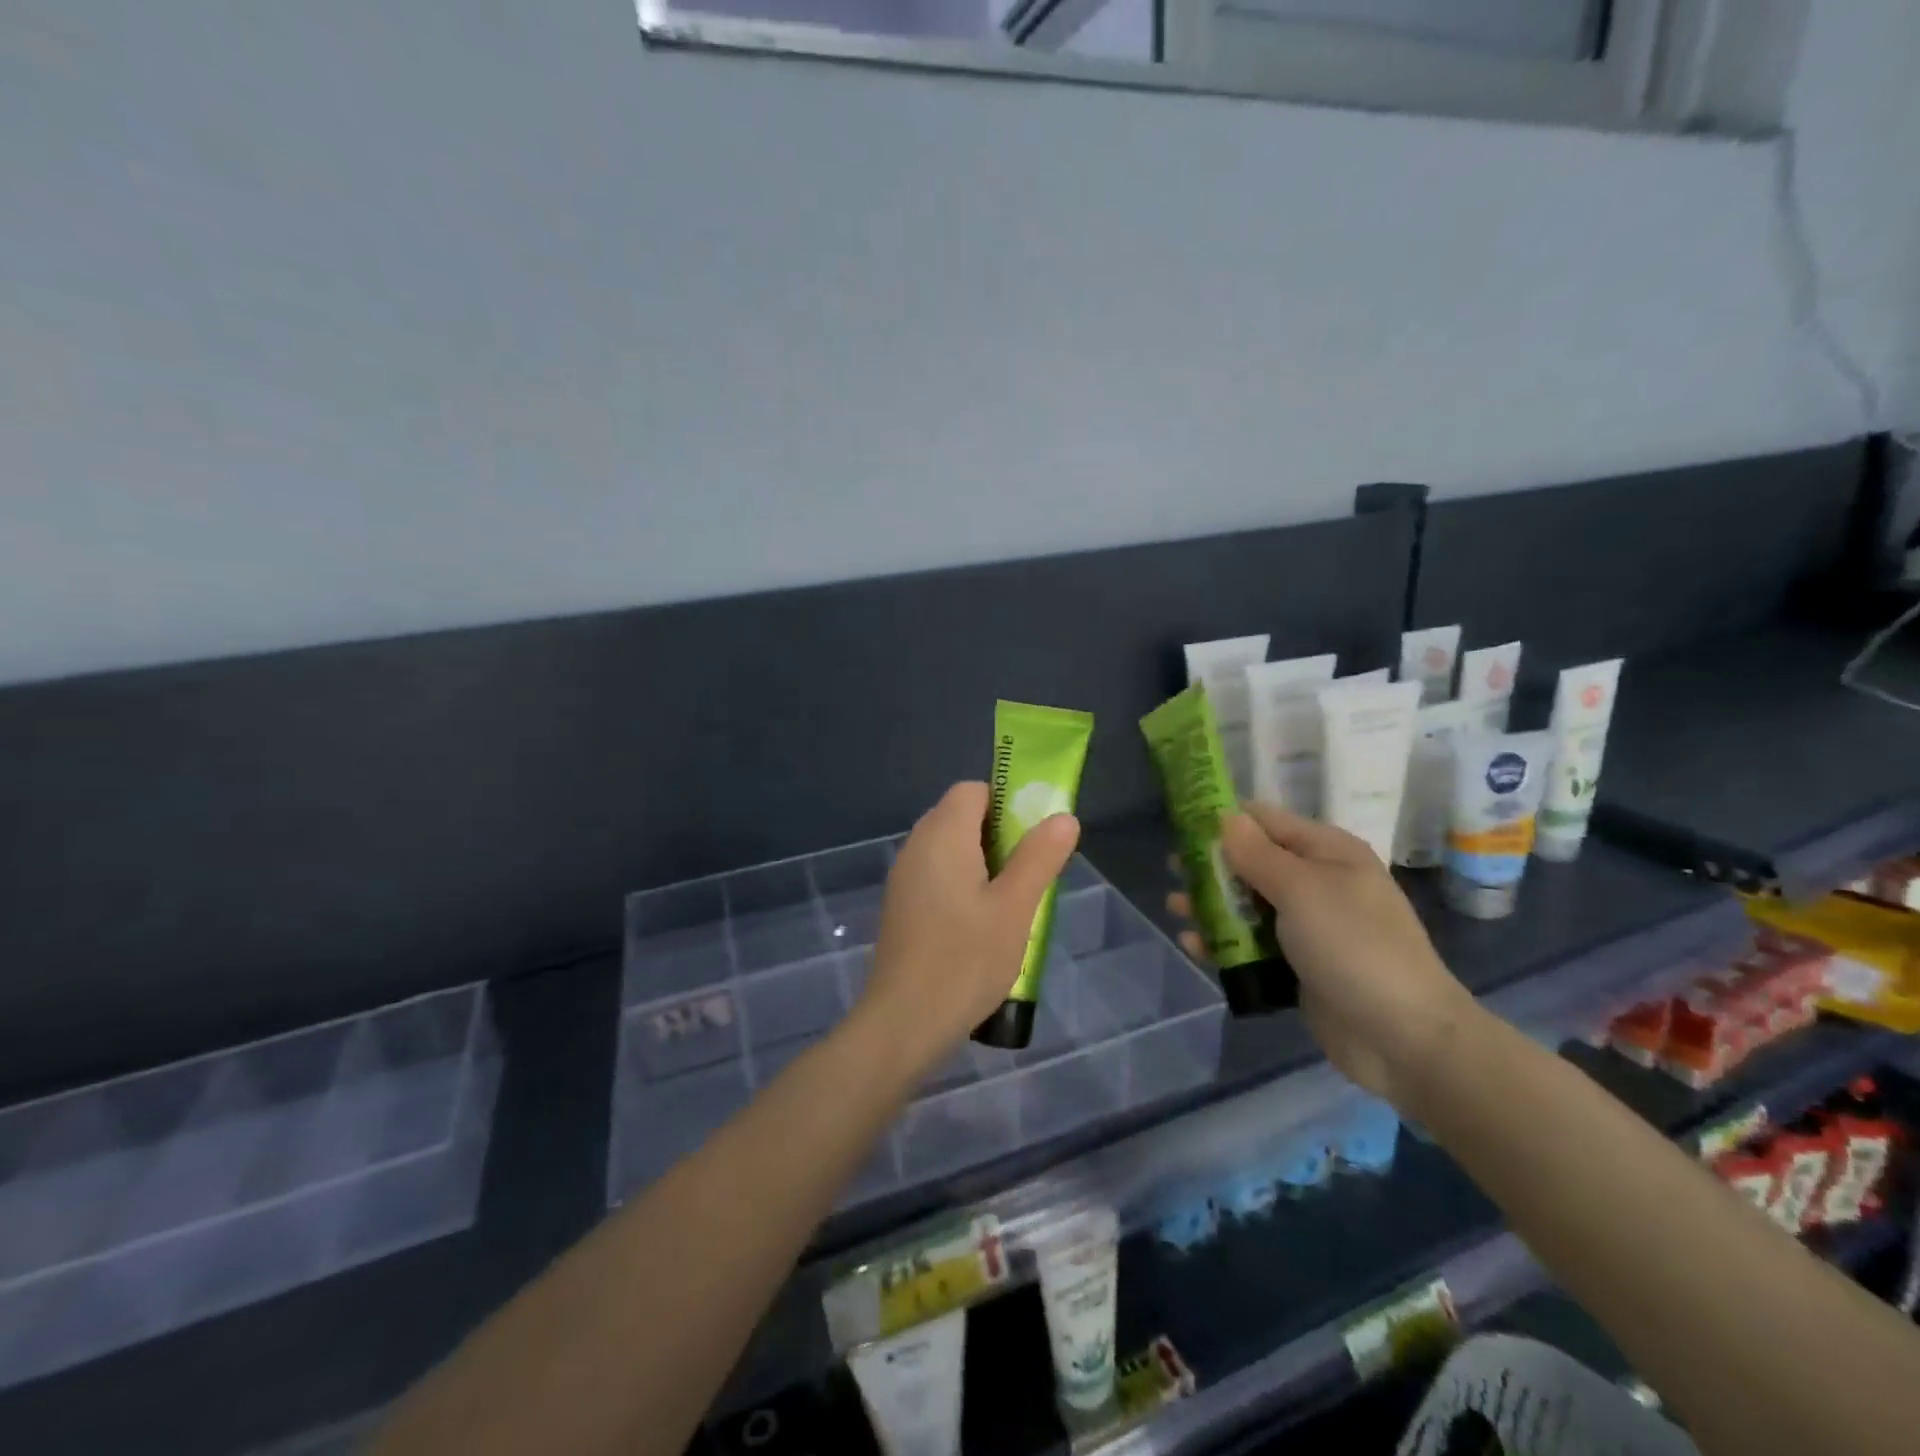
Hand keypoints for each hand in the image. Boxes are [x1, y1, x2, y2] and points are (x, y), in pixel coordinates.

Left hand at [856, 781, 1080, 1076]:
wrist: (904, 1022)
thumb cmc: (966, 960)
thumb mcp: (1015, 908)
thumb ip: (1039, 857)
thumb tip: (1064, 817)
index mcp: (942, 834)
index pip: (973, 790)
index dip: (1007, 803)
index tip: (1033, 837)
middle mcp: (916, 845)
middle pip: (960, 816)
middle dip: (999, 835)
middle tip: (1028, 872)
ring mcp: (904, 877)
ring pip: (949, 847)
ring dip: (982, 862)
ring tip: (1010, 902)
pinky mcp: (901, 905)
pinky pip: (936, 874)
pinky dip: (961, 883)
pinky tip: (980, 924)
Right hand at [1168, 804, 1473, 1104]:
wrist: (1404, 1038)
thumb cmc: (1353, 946)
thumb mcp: (1301, 890)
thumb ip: (1257, 854)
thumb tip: (1225, 816)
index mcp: (1327, 852)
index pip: (1266, 821)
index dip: (1224, 820)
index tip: (1181, 825)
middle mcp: (1318, 883)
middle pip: (1253, 863)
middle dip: (1212, 867)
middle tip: (1172, 871)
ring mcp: (1309, 927)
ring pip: (1249, 906)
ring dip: (1212, 906)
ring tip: (1174, 908)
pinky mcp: (1299, 966)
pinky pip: (1254, 946)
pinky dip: (1224, 943)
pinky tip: (1194, 946)